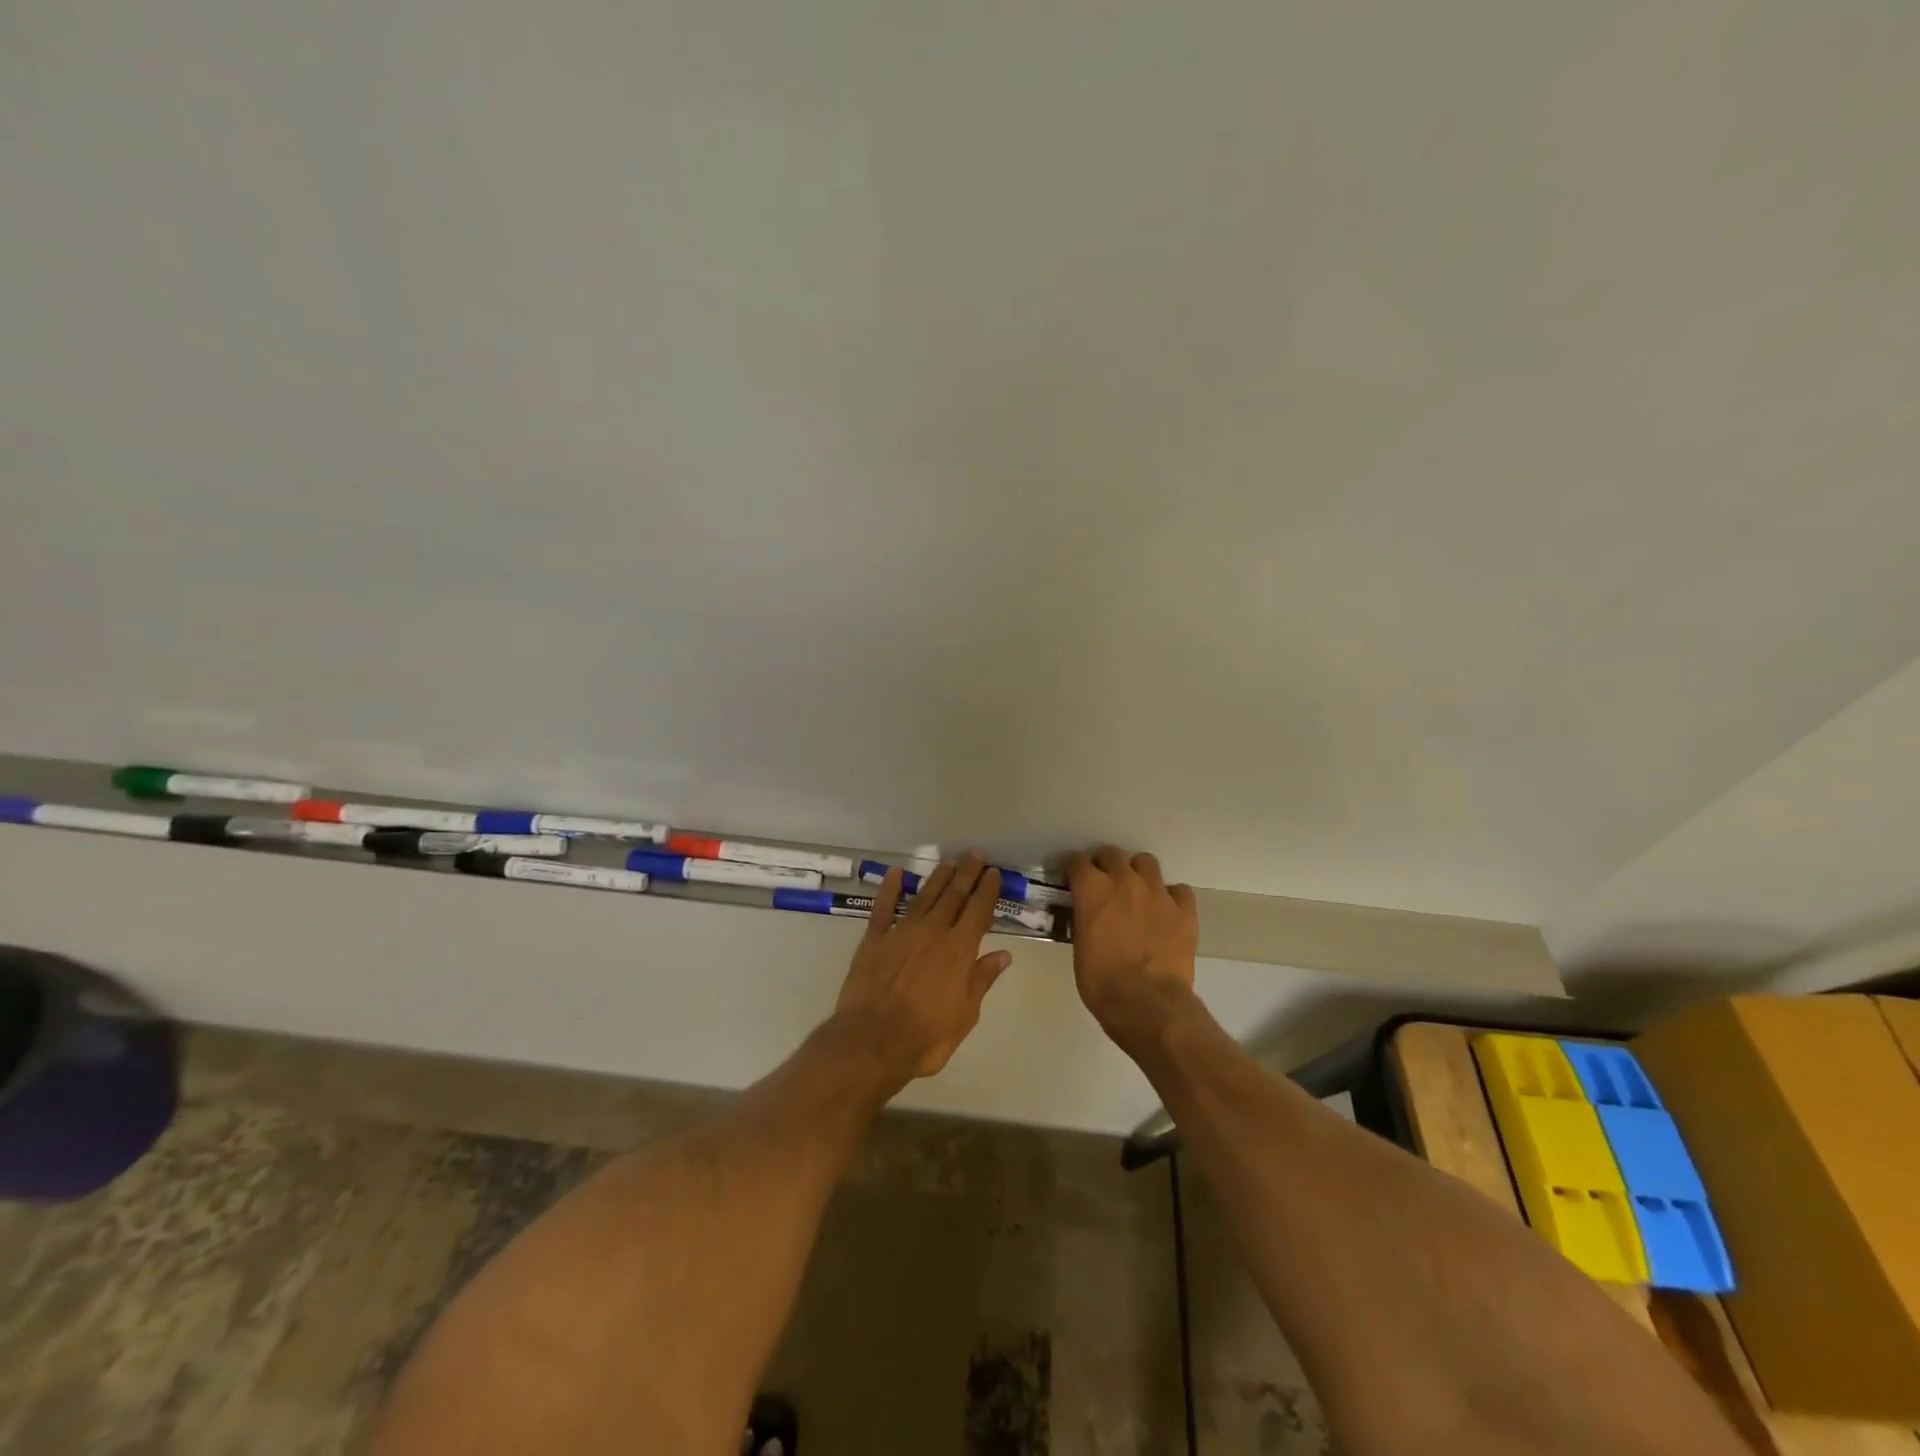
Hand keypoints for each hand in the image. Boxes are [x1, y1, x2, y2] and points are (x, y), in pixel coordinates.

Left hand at [833, 856, 1011, 1084]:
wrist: (873, 1041)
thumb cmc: (926, 1036)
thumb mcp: (965, 1014)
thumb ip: (981, 979)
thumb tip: (1003, 954)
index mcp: (958, 950)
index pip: (978, 912)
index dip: (987, 890)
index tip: (993, 873)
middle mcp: (933, 932)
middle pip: (953, 897)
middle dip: (966, 875)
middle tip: (974, 856)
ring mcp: (901, 932)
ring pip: (924, 897)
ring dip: (937, 878)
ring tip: (948, 863)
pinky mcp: (874, 939)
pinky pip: (884, 908)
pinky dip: (890, 888)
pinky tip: (896, 873)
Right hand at [1066, 846, 1198, 1052]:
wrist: (1148, 1004)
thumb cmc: (1102, 982)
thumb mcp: (1080, 947)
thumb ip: (1084, 920)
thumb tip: (1089, 915)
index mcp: (1093, 890)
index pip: (1078, 861)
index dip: (1075, 869)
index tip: (1074, 880)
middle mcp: (1124, 881)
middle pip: (1112, 854)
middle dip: (1105, 865)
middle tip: (1104, 884)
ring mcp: (1158, 893)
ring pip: (1146, 862)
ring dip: (1138, 873)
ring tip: (1137, 892)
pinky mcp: (1184, 910)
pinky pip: (1179, 890)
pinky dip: (1171, 897)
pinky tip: (1166, 912)